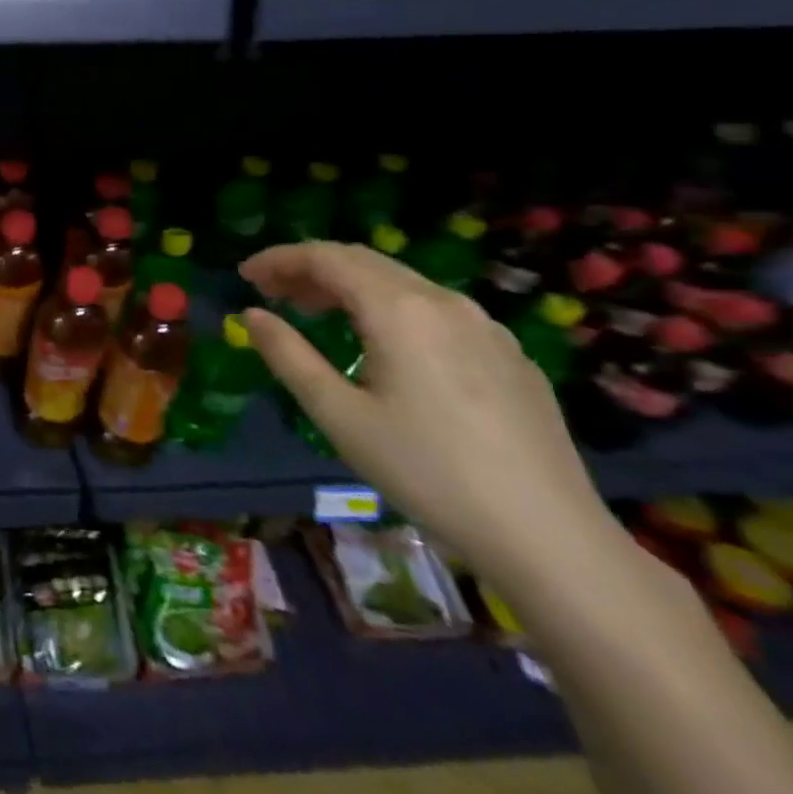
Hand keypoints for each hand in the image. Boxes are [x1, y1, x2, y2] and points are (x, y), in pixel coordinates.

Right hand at [239, 241, 614, 587]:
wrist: (549, 535)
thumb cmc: (426, 470)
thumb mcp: (337, 414)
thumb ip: (288, 355)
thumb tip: (252, 315)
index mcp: (399, 310)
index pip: (326, 257)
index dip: (279, 258)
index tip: (244, 275)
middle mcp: (444, 302)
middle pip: (363, 261)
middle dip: (310, 268)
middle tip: (271, 292)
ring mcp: (485, 327)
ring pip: (401, 283)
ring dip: (349, 286)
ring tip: (316, 313)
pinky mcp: (509, 355)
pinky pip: (434, 309)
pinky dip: (389, 307)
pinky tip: (381, 344)